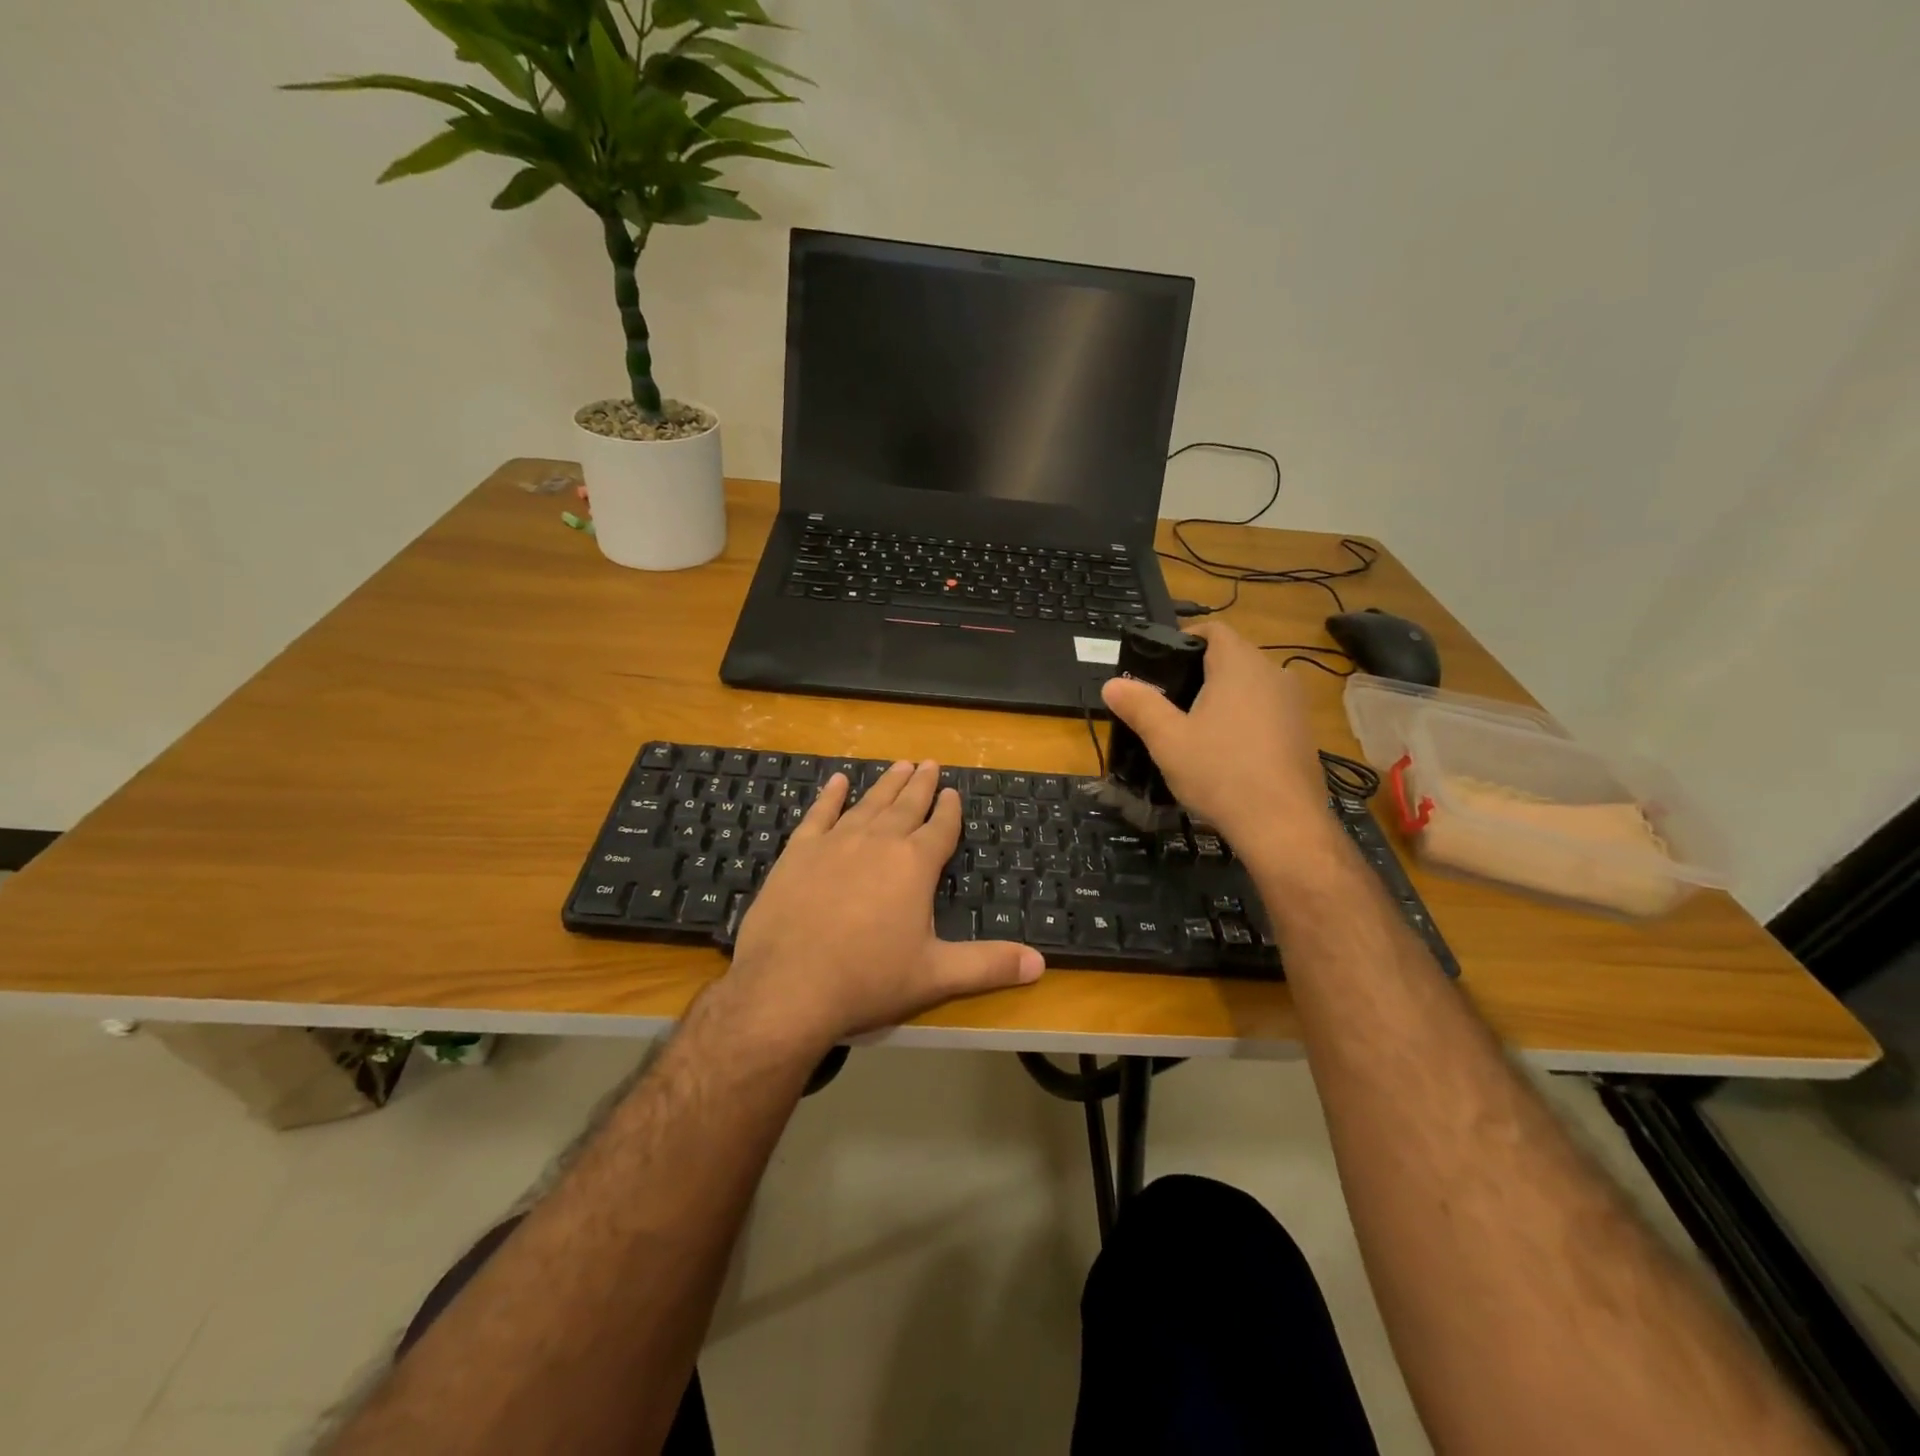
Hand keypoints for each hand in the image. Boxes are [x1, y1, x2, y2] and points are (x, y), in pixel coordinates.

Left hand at [725, 761, 1044, 1048]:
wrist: (788, 987)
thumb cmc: (868, 980)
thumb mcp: (936, 976)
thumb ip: (989, 965)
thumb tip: (1041, 963)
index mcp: (914, 865)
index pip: (940, 828)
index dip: (949, 810)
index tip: (953, 792)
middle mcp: (878, 842)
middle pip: (906, 806)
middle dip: (921, 786)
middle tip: (929, 763)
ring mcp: (835, 842)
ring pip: (868, 804)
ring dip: (886, 784)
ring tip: (900, 766)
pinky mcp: (799, 852)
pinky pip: (819, 814)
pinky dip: (830, 796)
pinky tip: (838, 781)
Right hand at [1100, 620, 1332, 866]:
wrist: (1282, 824)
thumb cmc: (1220, 772)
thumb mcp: (1167, 740)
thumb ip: (1140, 706)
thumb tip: (1111, 684)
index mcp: (1239, 665)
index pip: (1214, 630)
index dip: (1186, 638)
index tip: (1161, 663)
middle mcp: (1273, 674)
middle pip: (1233, 657)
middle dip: (1201, 671)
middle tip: (1168, 699)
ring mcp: (1294, 704)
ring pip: (1252, 685)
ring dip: (1224, 697)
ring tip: (1194, 726)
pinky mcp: (1303, 733)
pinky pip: (1268, 711)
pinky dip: (1245, 719)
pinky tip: (1227, 752)